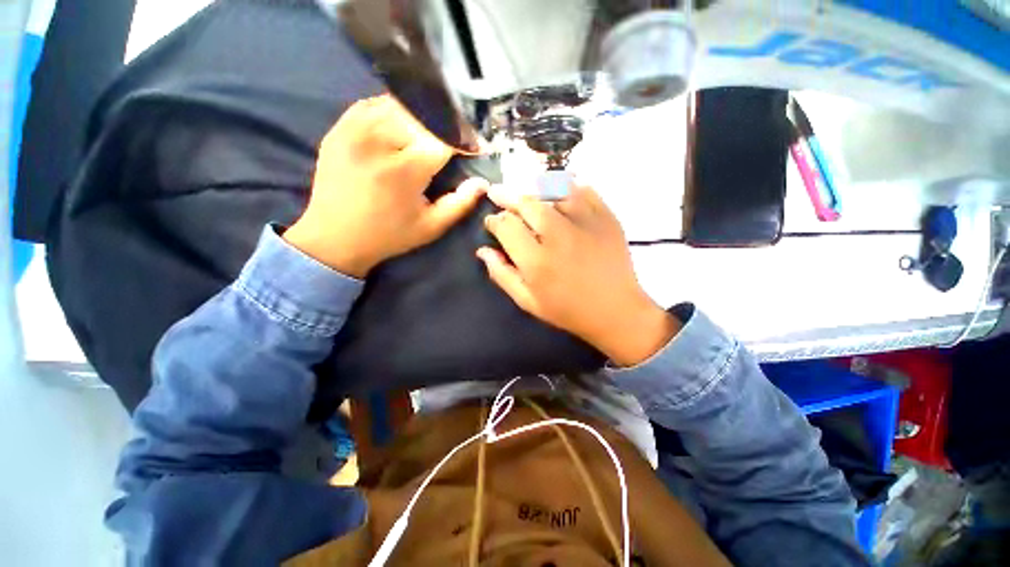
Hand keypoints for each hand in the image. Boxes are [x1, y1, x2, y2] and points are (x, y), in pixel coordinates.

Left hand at [284, 95, 486, 277]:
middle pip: (424, 116)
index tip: (476, 148)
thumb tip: (483, 184)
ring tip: (432, 133)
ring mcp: (354, 130)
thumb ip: (460, 204)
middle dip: (447, 127)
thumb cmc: (389, 236)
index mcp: (404, 170)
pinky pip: (373, 104)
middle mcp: (378, 142)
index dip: (465, 141)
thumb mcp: (431, 227)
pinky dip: (394, 110)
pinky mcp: (339, 127)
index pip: (444, 139)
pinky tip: (403, 125)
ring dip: (423, 116)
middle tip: (456, 141)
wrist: (334, 238)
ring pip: (400, 105)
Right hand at [477, 186, 680, 366]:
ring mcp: (585, 223)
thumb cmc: (568, 310)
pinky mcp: (606, 217)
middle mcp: (558, 235)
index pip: (506, 226)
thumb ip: (502, 274)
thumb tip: (482, 251)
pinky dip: (567, 187)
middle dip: (507, 197)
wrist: (616, 311)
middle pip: (526, 203)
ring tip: (525, 193)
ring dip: (534, 190)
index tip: (492, 222)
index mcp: (536, 260)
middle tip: (498, 194)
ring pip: (552, 191)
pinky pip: (583, 190)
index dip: (494, 220)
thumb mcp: (528, 301)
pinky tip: (558, 193)